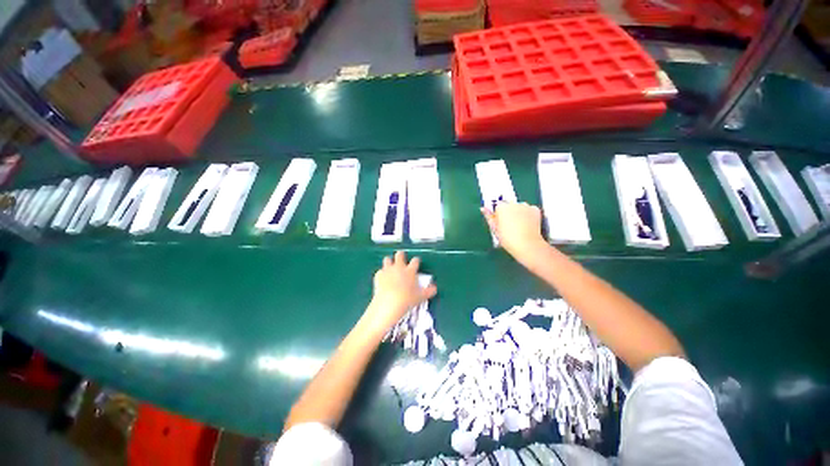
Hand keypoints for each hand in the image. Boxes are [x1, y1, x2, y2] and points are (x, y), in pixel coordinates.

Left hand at [363, 251, 436, 334]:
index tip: (416, 262)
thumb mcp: (421, 297)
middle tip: (401, 259)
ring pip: (387, 259)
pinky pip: (380, 271)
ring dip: (389, 262)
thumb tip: (434, 288)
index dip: (416, 260)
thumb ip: (429, 291)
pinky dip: (382, 274)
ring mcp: (388, 270)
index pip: (415, 261)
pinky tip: (383, 279)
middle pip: (400, 255)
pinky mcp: (379, 275)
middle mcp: (399, 267)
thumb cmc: (407, 299)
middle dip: (401, 255)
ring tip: (390, 266)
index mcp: (410, 270)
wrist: (389, 303)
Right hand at [481, 202, 547, 262]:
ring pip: (519, 207)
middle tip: (509, 226)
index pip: (497, 206)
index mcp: (501, 207)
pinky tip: (527, 225)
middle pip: (509, 205)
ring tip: (519, 227)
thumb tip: (483, 208)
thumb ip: (489, 216)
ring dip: (518, 213)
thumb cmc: (507, 239)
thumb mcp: (494, 229)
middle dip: (508, 213)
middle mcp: (514, 203)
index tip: (500, 224)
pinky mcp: (536, 210)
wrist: (527, 245)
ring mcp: (526, 206)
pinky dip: (528, 215)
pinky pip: (529, 210)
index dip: (498, 215)